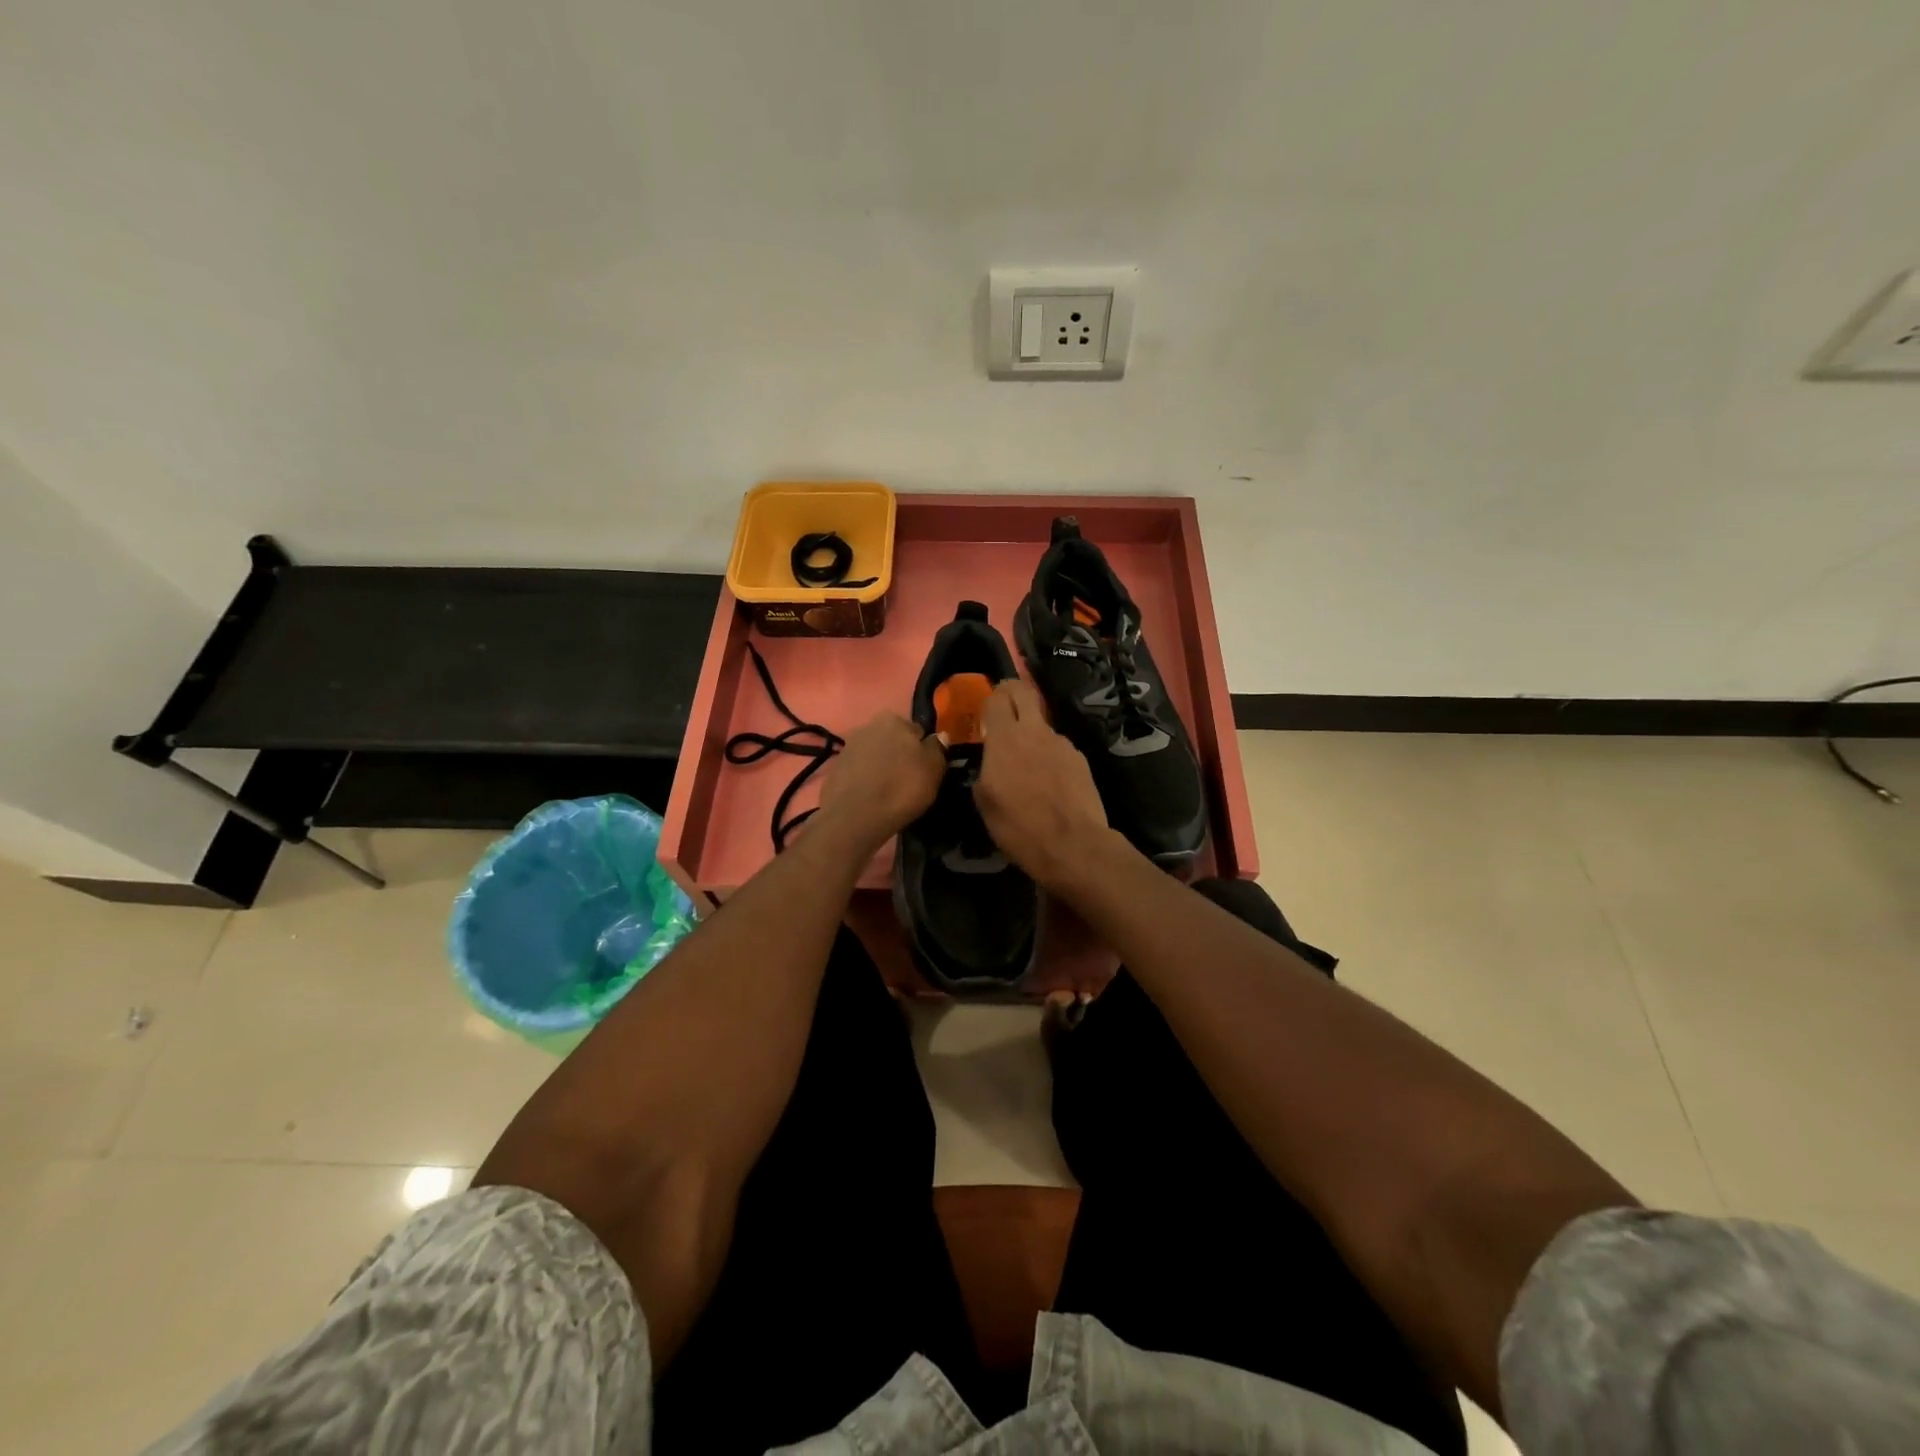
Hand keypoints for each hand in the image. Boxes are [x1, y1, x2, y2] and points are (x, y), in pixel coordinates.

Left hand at [816, 712, 945, 849]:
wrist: (856, 816)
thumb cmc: (902, 788)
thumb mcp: (933, 769)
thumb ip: (937, 748)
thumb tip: (940, 736)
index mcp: (893, 719)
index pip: (916, 731)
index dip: (922, 750)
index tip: (924, 769)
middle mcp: (868, 726)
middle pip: (892, 740)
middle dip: (899, 755)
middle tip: (908, 780)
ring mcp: (848, 747)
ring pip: (874, 755)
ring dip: (881, 767)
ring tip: (889, 792)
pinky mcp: (834, 769)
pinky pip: (858, 771)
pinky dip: (865, 780)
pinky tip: (871, 798)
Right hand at [975, 680, 1121, 892]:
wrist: (1073, 845)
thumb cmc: (1020, 827)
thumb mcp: (985, 803)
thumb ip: (984, 772)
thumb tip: (989, 763)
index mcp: (1005, 739)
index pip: (997, 698)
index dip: (989, 700)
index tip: (984, 714)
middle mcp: (1035, 732)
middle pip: (1023, 692)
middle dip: (1011, 694)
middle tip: (1003, 711)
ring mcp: (1062, 743)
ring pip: (1041, 725)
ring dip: (1031, 734)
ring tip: (1027, 764)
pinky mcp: (1080, 759)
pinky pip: (1058, 748)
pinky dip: (1049, 756)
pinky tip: (1049, 782)